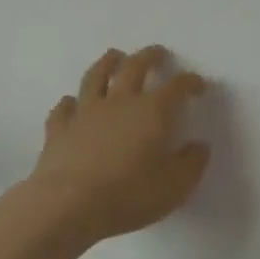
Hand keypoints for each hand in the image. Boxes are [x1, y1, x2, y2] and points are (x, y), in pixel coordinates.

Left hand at [25, 45, 210, 243]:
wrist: (69, 205)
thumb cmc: (129, 195)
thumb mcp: (175, 187)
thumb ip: (192, 164)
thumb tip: (200, 146)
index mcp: (152, 111)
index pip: (176, 87)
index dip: (190, 82)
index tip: (198, 85)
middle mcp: (120, 102)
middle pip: (135, 67)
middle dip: (150, 56)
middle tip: (158, 53)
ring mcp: (86, 112)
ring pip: (96, 76)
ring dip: (107, 63)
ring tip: (115, 56)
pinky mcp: (60, 128)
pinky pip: (64, 107)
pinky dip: (69, 102)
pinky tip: (71, 102)